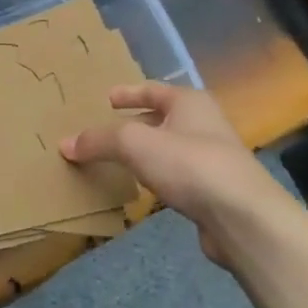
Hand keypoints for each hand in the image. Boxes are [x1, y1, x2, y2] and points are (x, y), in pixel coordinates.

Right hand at [60, 82, 289, 263]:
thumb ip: (98, 140)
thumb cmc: (189, 164)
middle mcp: (205, 124)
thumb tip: (65, 144)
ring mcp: (212, 159)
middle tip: (106, 129)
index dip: (128, 93)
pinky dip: (156, 177)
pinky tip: (142, 188)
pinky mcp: (213, 191)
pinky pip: (176, 176)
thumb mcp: (134, 143)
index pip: (153, 89)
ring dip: (146, 152)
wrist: (242, 217)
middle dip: (136, 122)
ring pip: (169, 148)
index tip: (107, 98)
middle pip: (163, 117)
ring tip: (117, 159)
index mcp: (190, 102)